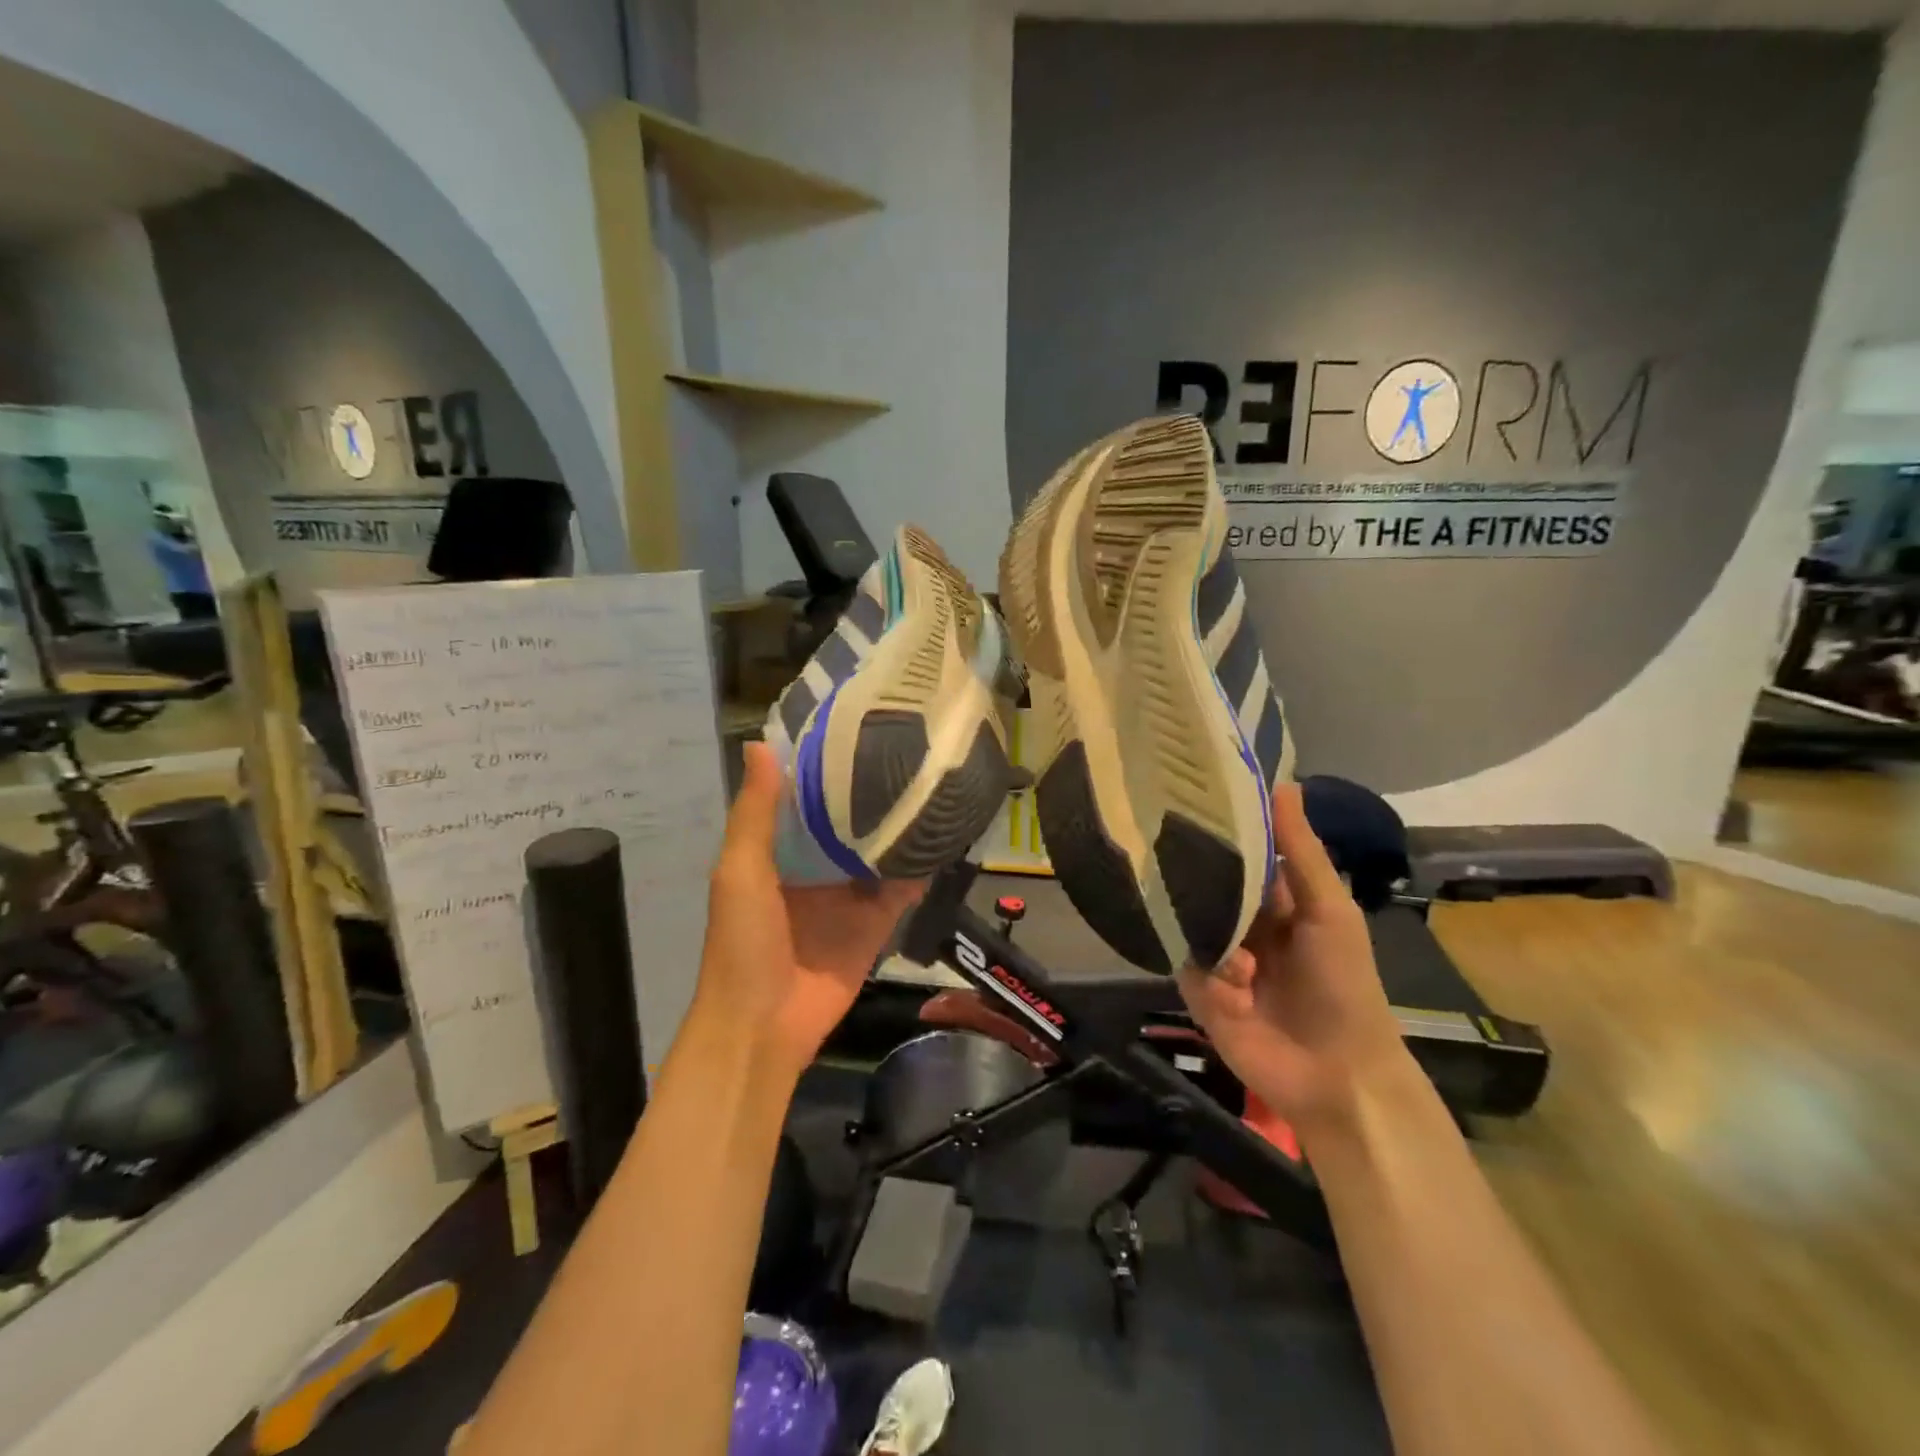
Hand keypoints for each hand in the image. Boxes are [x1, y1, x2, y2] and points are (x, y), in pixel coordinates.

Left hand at [694, 742, 924, 1078]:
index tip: (853, 724)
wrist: (764, 1026)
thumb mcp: (740, 871)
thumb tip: (760, 743)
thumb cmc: (743, 942)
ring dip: (900, 826)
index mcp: (777, 851)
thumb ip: (756, 813)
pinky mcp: (875, 924)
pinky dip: (919, 869)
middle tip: (908, 746)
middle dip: (870, 792)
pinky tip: (944, 837)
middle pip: (847, 821)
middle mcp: (814, 867)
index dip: (823, 766)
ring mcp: (847, 896)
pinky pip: (900, 890)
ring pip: (878, 851)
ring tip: (933, 782)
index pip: (803, 798)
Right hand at [1176, 783, 1410, 1136]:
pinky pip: (1186, 965)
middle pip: (1203, 882)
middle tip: (1170, 852)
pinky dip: (1214, 978)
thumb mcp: (1329, 910)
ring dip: (1215, 940)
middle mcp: (1239, 919)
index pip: (1236, 850)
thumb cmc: (1344, 984)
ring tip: (1241, 964)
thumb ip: (1300, 850)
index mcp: (1273, 897)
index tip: (1187, 792)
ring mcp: (1216, 954)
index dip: (1218, 825)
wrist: (1337, 1075)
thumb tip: (1283, 781)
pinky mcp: (1198, 990)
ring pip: (1187, 921)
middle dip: (1195, 875)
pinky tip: (1239, 996)